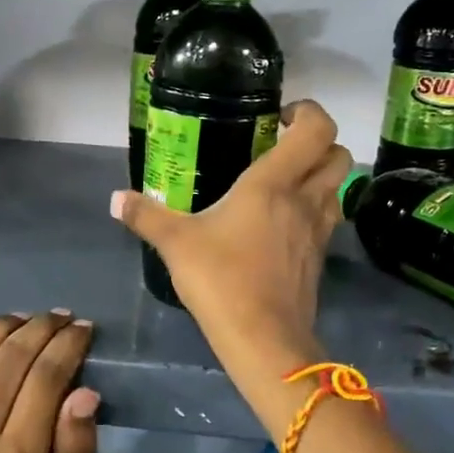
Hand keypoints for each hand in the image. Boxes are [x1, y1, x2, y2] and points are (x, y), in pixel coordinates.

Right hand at [111, 100, 351, 383]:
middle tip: (282, 146)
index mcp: (274, 183)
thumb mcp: (176, 244)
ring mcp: (318, 230)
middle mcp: (305, 199)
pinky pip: (328, 218)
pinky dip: (315, 207)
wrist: (264, 340)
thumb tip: (115, 199)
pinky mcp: (319, 258)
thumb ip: (146, 216)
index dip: (308, 112)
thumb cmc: (221, 279)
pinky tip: (282, 222)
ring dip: (320, 175)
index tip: (279, 117)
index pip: (317, 129)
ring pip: (338, 187)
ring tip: (283, 182)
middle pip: (338, 154)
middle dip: (318, 142)